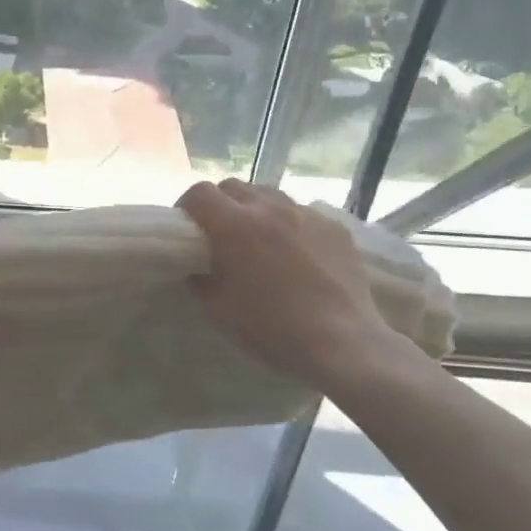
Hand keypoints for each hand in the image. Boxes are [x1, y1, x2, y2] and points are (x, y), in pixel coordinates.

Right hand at [177, 179, 403, 393]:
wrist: (343, 344)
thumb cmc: (272, 329)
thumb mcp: (219, 311)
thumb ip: (201, 281)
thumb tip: (199, 269)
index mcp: (235, 226)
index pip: (199, 193)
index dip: (187, 206)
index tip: (188, 228)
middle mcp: (270, 208)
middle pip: (234, 187)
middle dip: (220, 204)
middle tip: (221, 234)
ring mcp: (307, 214)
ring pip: (270, 195)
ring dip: (255, 210)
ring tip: (260, 240)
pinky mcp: (336, 227)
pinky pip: (303, 213)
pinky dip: (290, 225)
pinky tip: (297, 255)